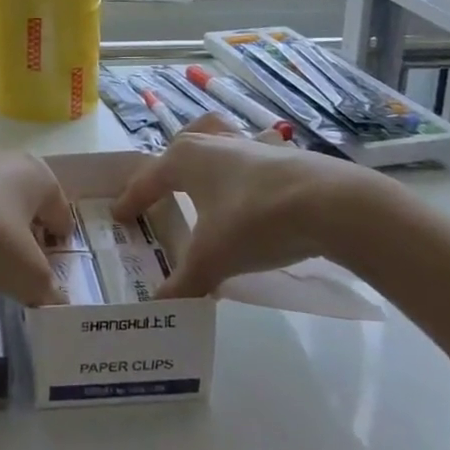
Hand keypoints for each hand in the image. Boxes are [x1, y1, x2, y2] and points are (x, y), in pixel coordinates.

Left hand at [0, 153, 74, 306]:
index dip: (58, 247)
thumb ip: (47, 290)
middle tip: (19, 270)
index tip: (46, 275)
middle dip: (27, 237)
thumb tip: (54, 301)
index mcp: (38, 175)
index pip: (61, 215)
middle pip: (28, 206)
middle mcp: (7, 161)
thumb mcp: (26, 276)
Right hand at [114, 116, 378, 297]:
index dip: (131, 199)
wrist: (330, 204)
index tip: (118, 215)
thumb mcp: (212, 259)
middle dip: (166, 168)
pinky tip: (250, 197)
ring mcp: (249, 144)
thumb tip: (157, 307)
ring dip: (205, 158)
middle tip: (159, 192)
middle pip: (179, 147)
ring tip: (204, 182)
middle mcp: (212, 143)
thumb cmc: (255, 221)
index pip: (147, 179)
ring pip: (215, 142)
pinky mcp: (281, 155)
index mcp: (185, 159)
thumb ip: (183, 283)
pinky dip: (241, 172)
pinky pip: (247, 158)